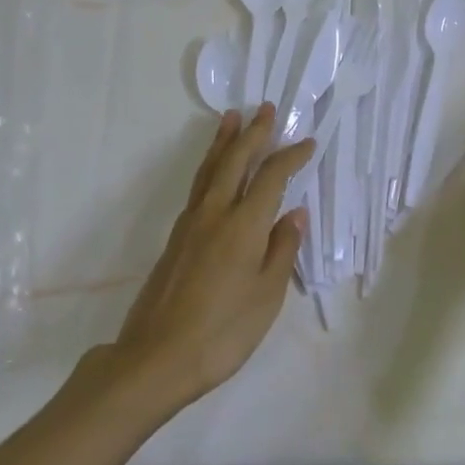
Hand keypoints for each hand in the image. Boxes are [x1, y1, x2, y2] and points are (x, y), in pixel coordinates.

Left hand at [110, 104, 312, 410]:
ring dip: (224, 141)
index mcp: (243, 225)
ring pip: (210, 169)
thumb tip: (294, 213)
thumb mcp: (267, 295)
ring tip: (231, 118)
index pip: (271, 177)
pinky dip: (210, 166)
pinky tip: (214, 170)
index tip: (307, 143)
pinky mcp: (176, 237)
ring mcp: (191, 223)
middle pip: (235, 161)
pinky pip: (198, 186)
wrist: (156, 357)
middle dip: (253, 133)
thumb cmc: (223, 332)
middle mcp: (215, 213)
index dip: (291, 157)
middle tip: (264, 108)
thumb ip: (282, 249)